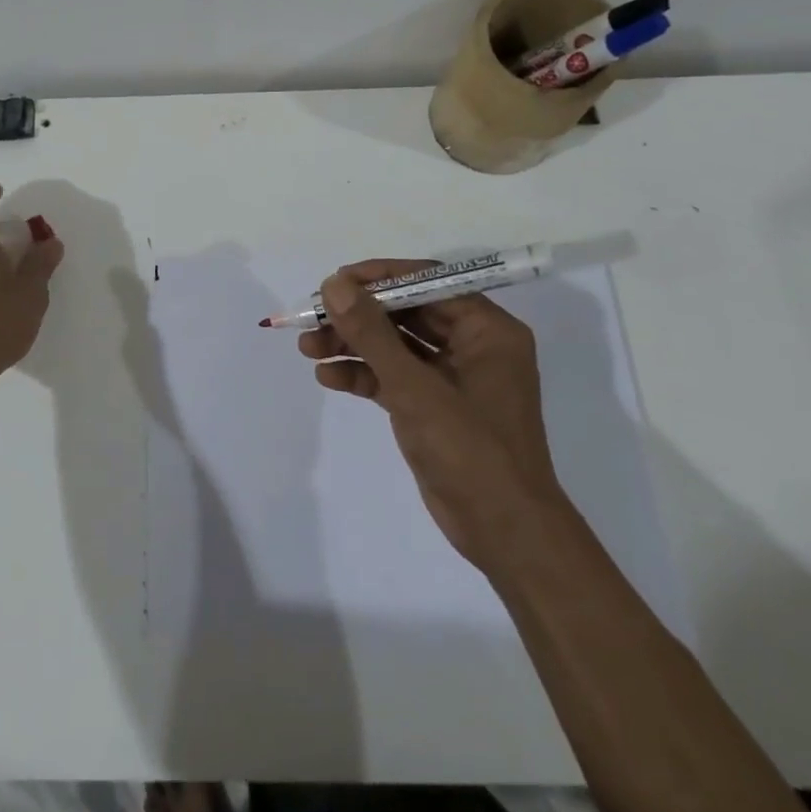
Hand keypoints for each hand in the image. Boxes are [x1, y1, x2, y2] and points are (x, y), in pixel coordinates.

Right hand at [298, 260, 567, 572]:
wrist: (504, 532)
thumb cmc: (470, 449)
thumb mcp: (414, 386)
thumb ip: (372, 332)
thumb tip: (335, 284)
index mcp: (487, 330)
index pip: (428, 282)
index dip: (378, 279)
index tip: (334, 282)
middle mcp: (472, 346)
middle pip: (405, 314)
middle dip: (357, 317)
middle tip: (311, 317)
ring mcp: (452, 378)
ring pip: (394, 346)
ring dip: (352, 345)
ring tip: (307, 347)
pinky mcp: (433, 406)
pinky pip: (393, 377)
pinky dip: (362, 375)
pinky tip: (327, 377)